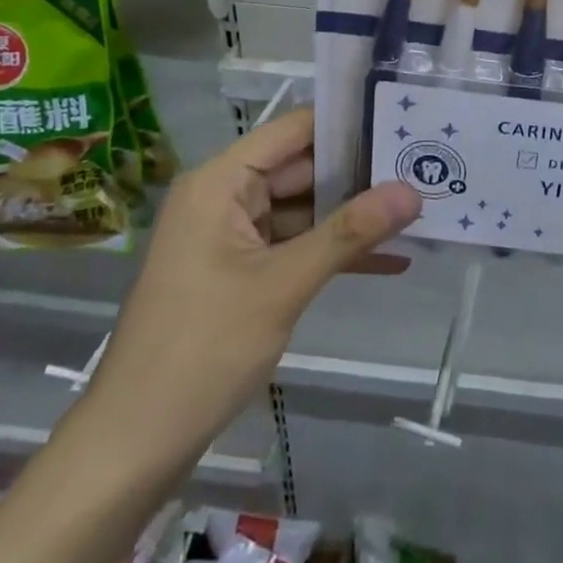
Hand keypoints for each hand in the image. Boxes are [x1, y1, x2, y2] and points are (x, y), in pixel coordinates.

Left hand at [81, 109, 419, 482]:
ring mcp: (231, 237)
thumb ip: (350, 233)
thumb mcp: (284, 285)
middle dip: (361, 173)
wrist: (135, 442)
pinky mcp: (239, 272)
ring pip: (304, 210)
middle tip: (427, 167)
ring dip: (353, 216)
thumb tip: (413, 190)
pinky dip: (333, 252)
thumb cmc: (203, 348)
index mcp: (221, 182)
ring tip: (420, 208)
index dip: (348, 122)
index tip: (405, 120)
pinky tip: (390, 260)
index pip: (294, 130)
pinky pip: (294, 246)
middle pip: (302, 169)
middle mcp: (224, 198)